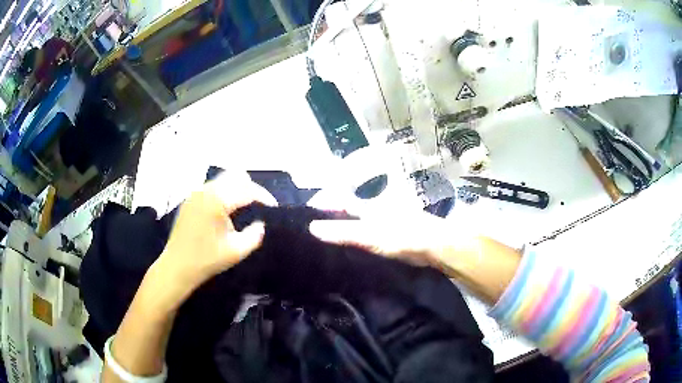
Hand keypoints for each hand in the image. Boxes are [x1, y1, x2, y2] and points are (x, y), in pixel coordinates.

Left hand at [150, 171, 276, 308]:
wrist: (177, 267)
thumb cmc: (207, 260)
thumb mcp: (236, 251)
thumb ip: (255, 235)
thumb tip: (261, 223)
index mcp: (218, 200)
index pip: (247, 189)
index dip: (264, 197)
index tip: (274, 208)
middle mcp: (206, 190)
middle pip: (235, 176)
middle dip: (251, 188)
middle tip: (259, 206)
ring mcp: (196, 193)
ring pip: (223, 179)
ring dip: (236, 189)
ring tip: (244, 208)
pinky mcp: (190, 199)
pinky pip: (212, 187)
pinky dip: (224, 193)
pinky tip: (226, 211)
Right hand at [309, 208, 460, 267]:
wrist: (434, 247)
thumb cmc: (402, 236)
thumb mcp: (369, 234)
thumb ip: (343, 232)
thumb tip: (312, 227)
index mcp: (368, 207)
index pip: (340, 202)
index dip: (324, 205)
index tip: (307, 214)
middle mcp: (375, 211)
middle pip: (348, 212)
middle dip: (331, 218)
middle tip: (312, 232)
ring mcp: (385, 223)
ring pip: (358, 224)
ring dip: (344, 231)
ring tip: (325, 245)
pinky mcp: (391, 237)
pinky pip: (368, 237)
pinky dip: (357, 242)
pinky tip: (350, 253)